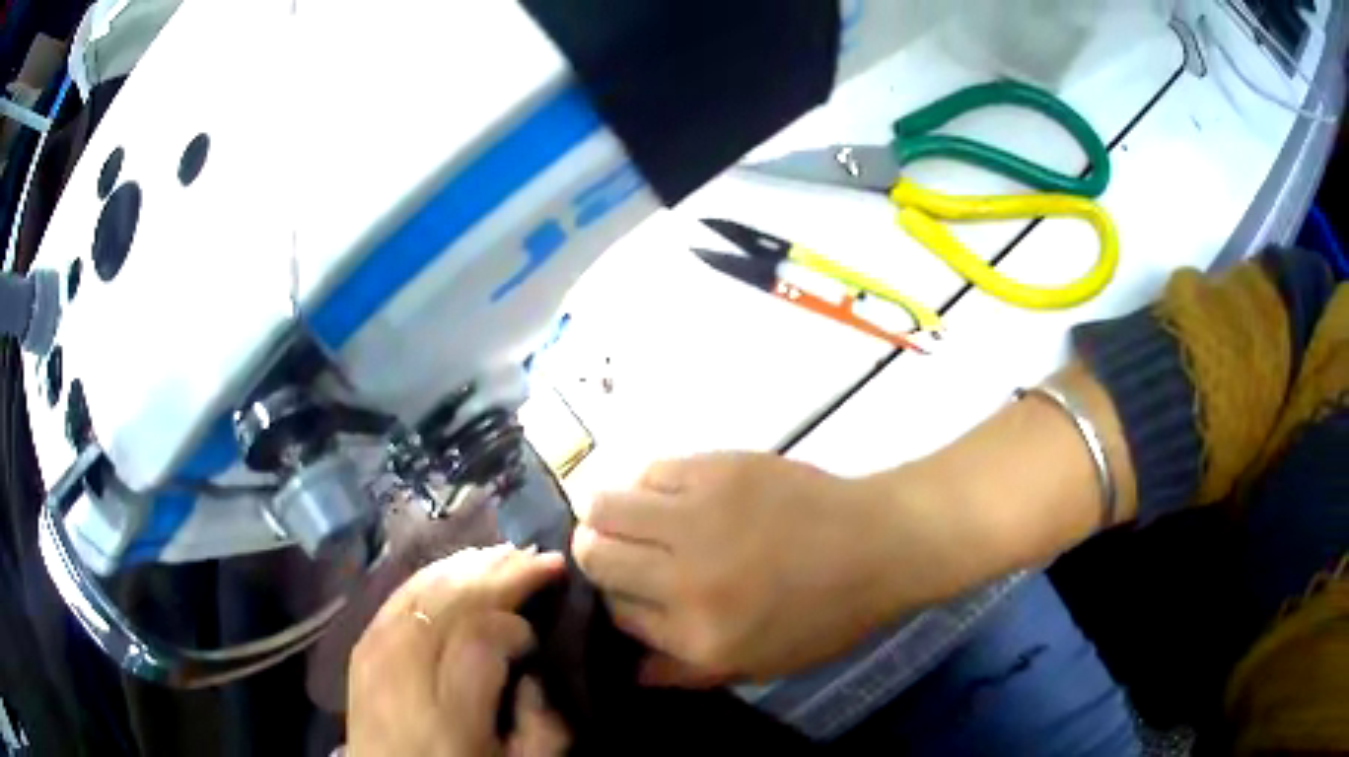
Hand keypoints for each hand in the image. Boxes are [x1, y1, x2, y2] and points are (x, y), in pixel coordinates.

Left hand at [348, 545, 570, 756]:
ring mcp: (375, 653)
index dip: (516, 625)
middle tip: (539, 557)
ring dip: (468, 567)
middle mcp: (404, 672)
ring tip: (507, 553)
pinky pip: (396, 596)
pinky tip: (456, 567)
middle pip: (451, 603)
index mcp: (449, 712)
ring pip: (422, 591)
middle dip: (500, 576)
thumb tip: (534, 670)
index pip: (482, 639)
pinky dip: (431, 575)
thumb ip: (543, 724)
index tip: (539, 629)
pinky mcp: (360, 645)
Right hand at [572, 452, 946, 686]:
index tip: (634, 594)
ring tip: (636, 521)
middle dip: (597, 558)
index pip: (617, 614)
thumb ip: (685, 671)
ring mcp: (697, 517)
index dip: (618, 603)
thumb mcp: (759, 665)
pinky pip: (648, 471)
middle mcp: (686, 577)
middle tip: (621, 554)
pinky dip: (647, 486)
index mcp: (699, 634)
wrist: (879, 543)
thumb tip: (629, 667)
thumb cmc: (827, 614)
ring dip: (608, 517)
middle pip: (596, 556)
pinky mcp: (714, 468)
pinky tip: (673, 497)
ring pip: (604, 507)